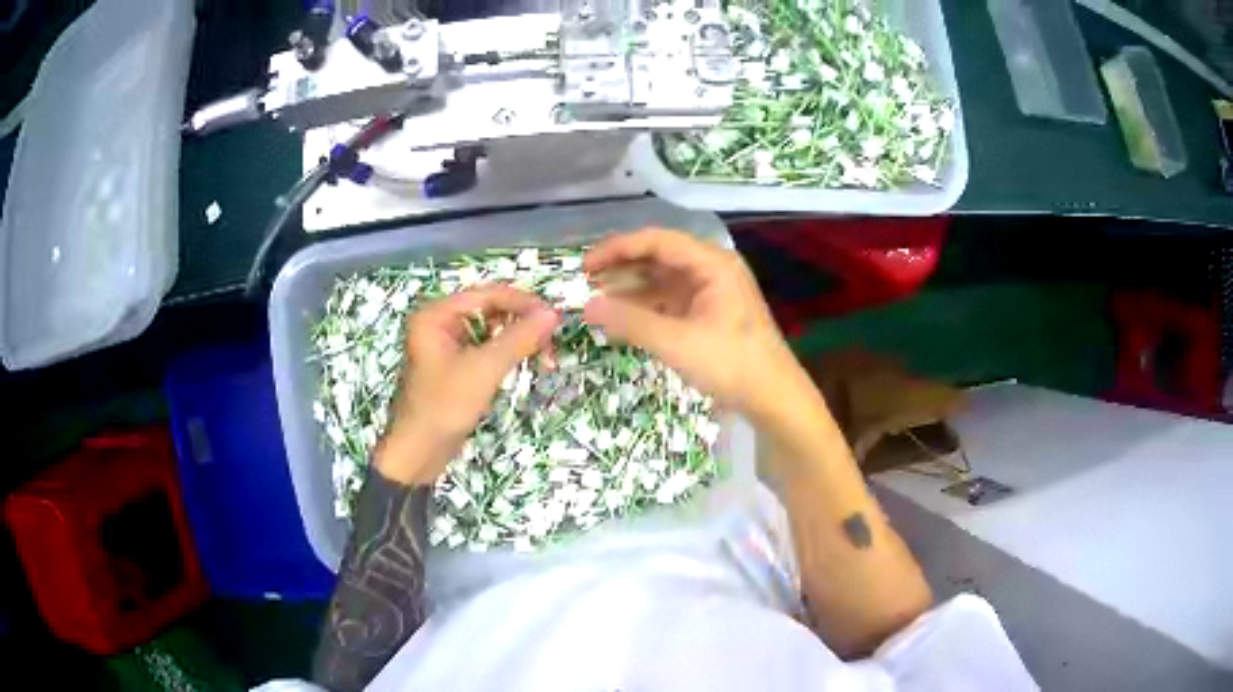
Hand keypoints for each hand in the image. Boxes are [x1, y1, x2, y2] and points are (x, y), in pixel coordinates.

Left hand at [375, 285, 559, 485]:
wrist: (418, 453)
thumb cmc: (443, 406)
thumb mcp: (483, 370)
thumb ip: (518, 338)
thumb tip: (552, 314)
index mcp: (436, 314)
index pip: (486, 294)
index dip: (522, 302)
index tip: (553, 317)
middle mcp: (440, 323)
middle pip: (490, 309)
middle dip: (521, 322)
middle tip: (551, 340)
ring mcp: (446, 345)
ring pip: (491, 330)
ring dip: (517, 339)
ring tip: (543, 355)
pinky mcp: (455, 366)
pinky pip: (485, 349)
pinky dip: (506, 354)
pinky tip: (524, 364)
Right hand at [582, 228, 804, 420]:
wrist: (772, 397)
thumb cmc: (731, 364)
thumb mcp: (677, 343)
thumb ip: (630, 322)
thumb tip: (587, 306)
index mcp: (711, 264)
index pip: (657, 241)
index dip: (617, 249)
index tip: (585, 265)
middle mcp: (711, 269)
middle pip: (658, 257)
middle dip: (621, 268)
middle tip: (584, 283)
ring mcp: (711, 291)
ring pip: (662, 280)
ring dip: (630, 289)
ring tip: (596, 300)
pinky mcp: (708, 312)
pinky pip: (670, 300)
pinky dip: (645, 307)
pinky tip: (621, 317)